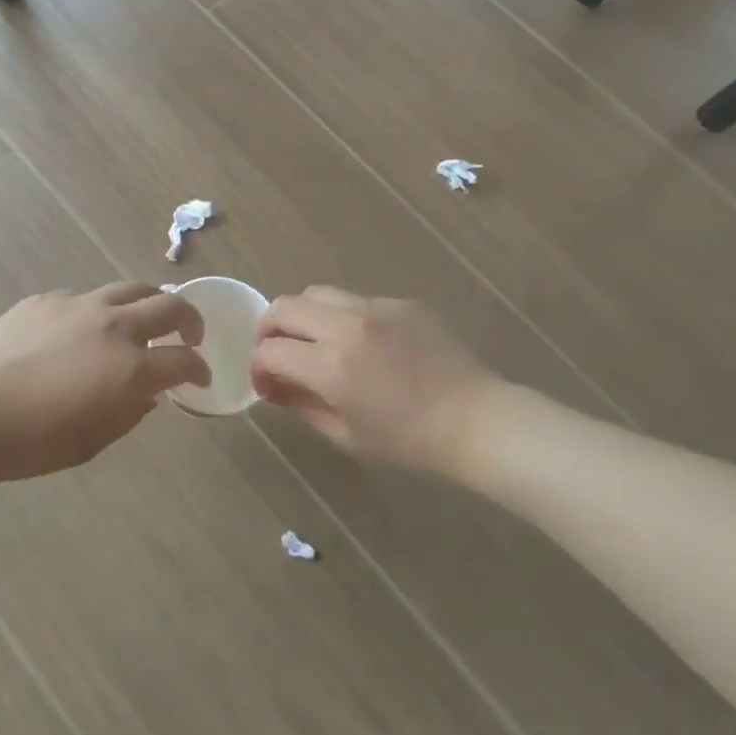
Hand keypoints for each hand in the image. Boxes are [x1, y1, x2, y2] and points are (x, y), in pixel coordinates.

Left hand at [0, 283, 208, 483]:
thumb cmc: (31, 442)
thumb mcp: (92, 442)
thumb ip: (130, 412)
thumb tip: (147, 394)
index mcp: (130, 368)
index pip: (184, 360)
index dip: (199, 369)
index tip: (200, 377)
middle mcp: (114, 326)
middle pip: (171, 305)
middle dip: (190, 319)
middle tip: (189, 335)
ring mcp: (80, 305)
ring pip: (132, 288)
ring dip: (151, 302)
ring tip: (147, 318)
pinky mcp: (48, 299)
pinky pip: (88, 297)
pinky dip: (101, 310)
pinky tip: (85, 329)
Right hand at [250, 288, 495, 474]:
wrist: (476, 420)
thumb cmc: (409, 441)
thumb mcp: (346, 435)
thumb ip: (302, 403)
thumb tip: (276, 385)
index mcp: (332, 366)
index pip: (271, 350)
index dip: (259, 366)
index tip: (266, 383)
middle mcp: (348, 326)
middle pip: (285, 306)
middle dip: (270, 328)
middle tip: (278, 353)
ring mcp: (377, 307)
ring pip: (318, 293)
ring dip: (304, 315)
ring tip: (315, 341)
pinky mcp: (401, 302)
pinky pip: (357, 300)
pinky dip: (344, 318)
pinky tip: (364, 344)